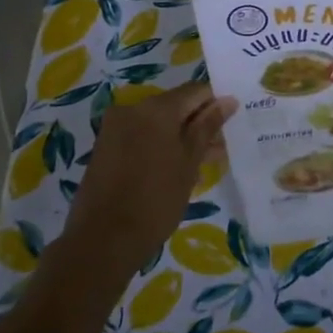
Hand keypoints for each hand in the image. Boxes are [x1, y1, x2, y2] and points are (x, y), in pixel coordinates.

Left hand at [62, 82, 235, 288]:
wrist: (102, 241)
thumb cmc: (156, 200)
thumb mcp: (189, 163)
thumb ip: (208, 127)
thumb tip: (228, 100)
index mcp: (156, 108)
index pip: (195, 91)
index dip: (215, 105)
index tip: (230, 126)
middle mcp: (132, 109)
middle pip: (176, 106)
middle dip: (199, 124)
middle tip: (219, 150)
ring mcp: (115, 128)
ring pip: (158, 123)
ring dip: (181, 137)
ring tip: (202, 164)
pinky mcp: (106, 147)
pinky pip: (141, 136)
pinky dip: (160, 146)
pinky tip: (176, 170)